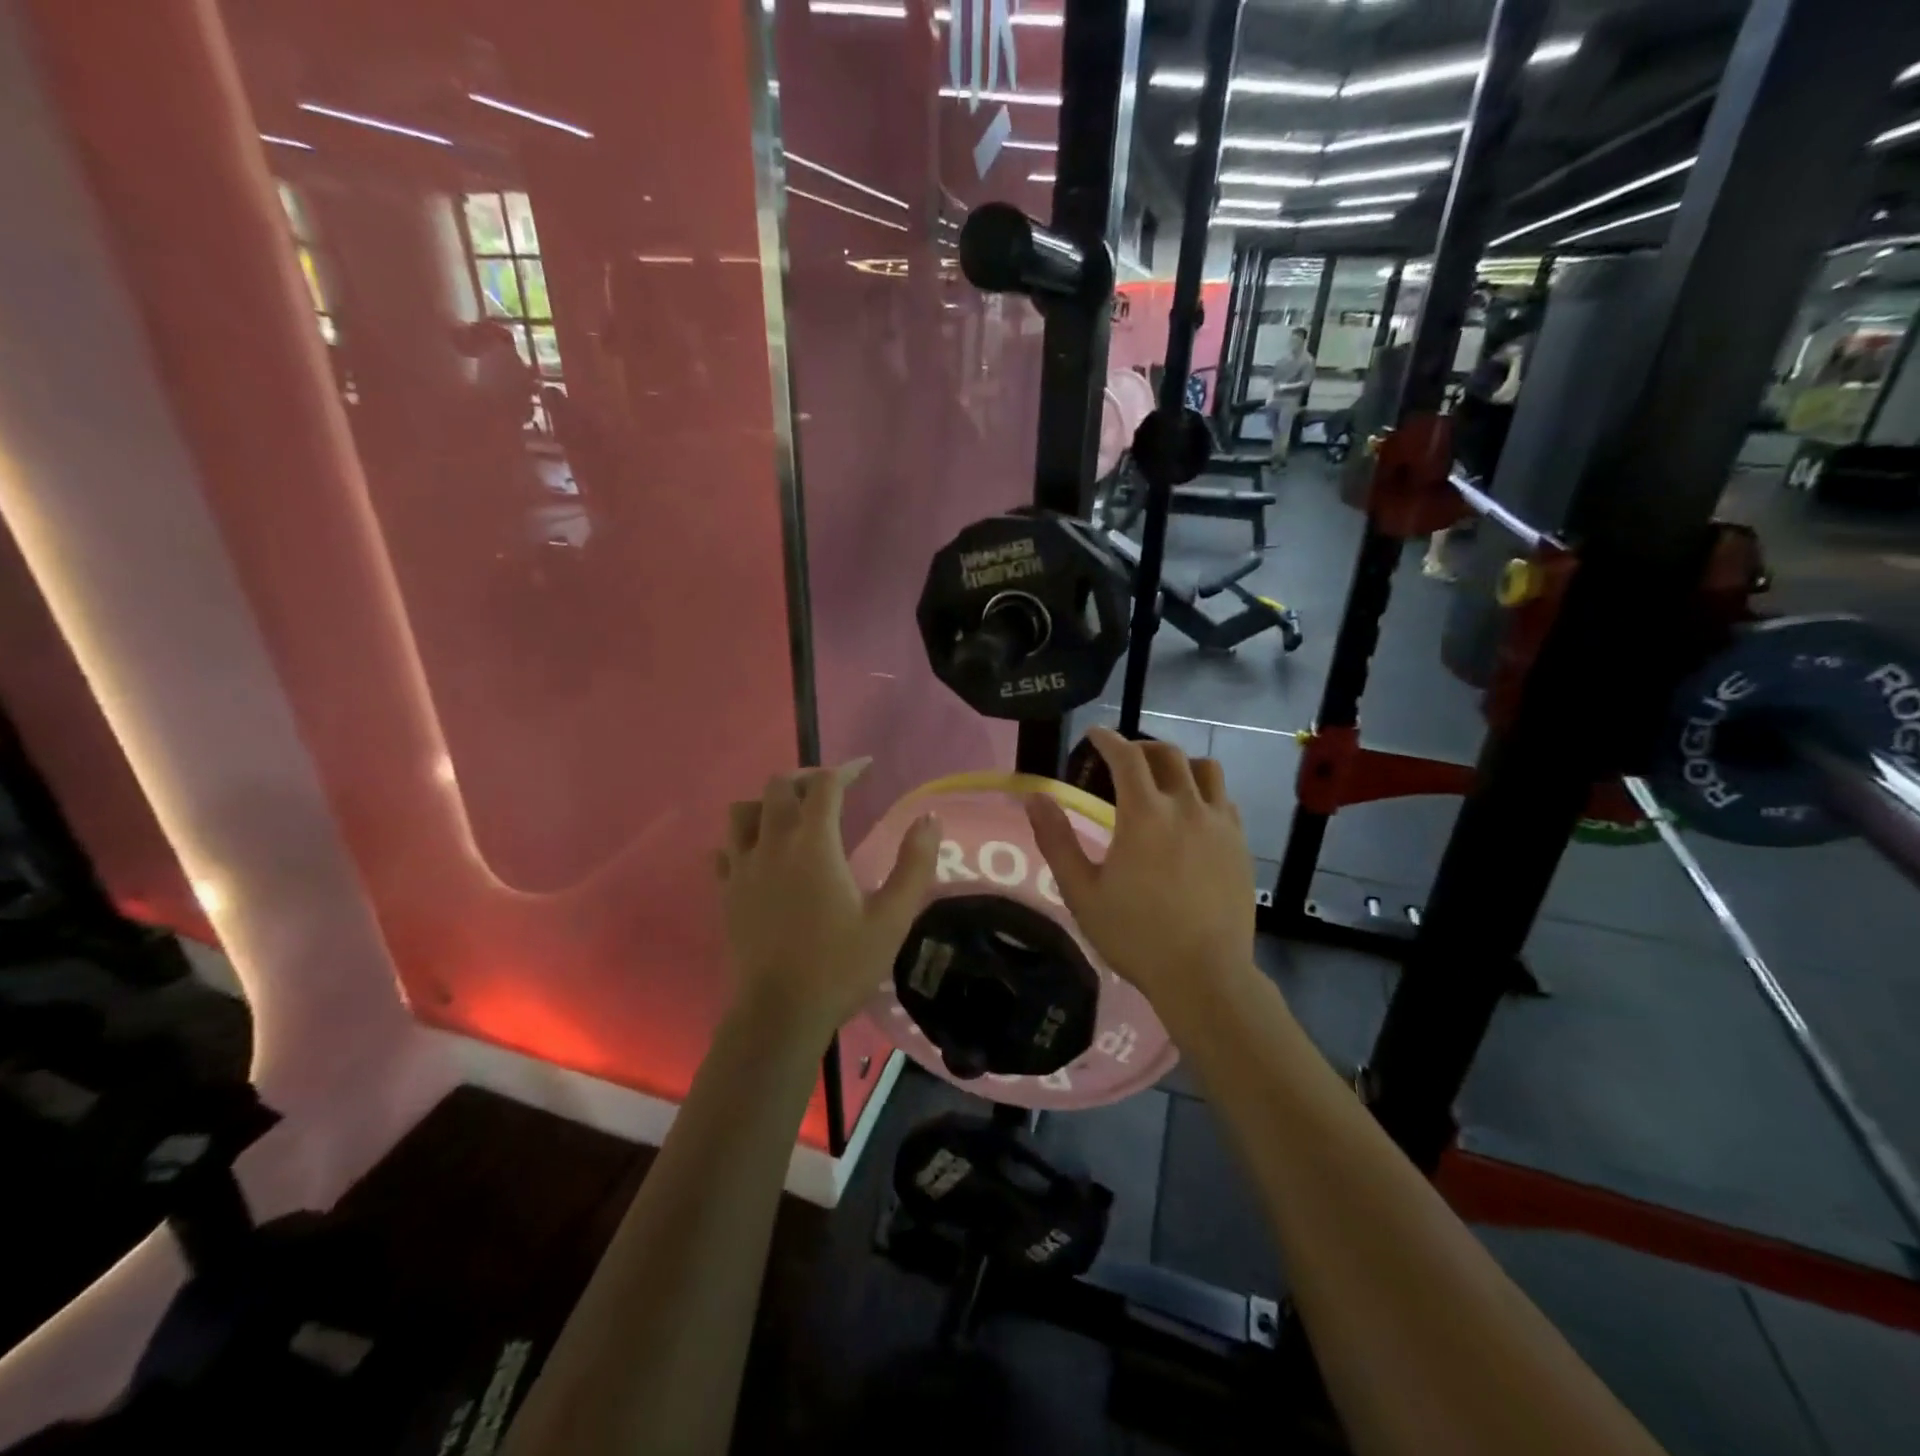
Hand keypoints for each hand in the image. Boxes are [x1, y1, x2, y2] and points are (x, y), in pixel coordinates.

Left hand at [716, 762, 938, 1040]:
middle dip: (806, 779)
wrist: (779, 1016)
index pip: (825, 785)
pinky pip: (724, 850)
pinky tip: (759, 855)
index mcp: (814, 844)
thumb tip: (929, 819)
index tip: (865, 768)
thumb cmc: (840, 966)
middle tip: (830, 791)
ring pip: (742, 811)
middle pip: (778, 787)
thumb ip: (914, 864)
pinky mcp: (726, 894)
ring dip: (767, 803)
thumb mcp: (891, 919)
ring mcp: (742, 869)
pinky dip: (741, 840)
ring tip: (790, 817)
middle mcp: (772, 844)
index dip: (846, 769)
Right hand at [1026, 728, 1256, 1013]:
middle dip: (1141, 747)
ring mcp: (1220, 823)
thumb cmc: (1134, 934)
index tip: (1093, 734)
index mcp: (1144, 813)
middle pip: (1167, 754)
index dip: (1107, 738)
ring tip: (1162, 779)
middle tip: (1122, 758)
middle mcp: (1186, 806)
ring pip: (1204, 769)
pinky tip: (1191, 813)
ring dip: (1178, 764)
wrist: (1204, 974)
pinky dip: (1204, 791)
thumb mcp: (1081, 891)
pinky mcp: (1240, 843)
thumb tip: (1035, 797)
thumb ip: (1056, 840)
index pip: (1126, 756)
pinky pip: (1224, 798)